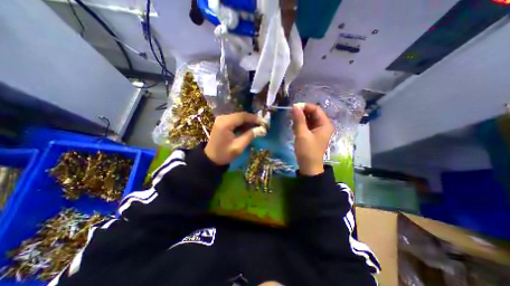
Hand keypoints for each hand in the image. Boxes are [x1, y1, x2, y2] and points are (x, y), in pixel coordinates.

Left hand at [204, 111, 266, 164]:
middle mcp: (222, 118)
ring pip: (238, 117)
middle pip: (241, 115)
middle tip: (262, 125)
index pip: (242, 116)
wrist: (211, 159)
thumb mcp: (238, 147)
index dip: (254, 118)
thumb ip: (250, 136)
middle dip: (252, 120)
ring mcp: (221, 119)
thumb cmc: (224, 154)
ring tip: (257, 127)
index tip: (264, 122)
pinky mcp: (222, 122)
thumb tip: (262, 129)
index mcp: (225, 123)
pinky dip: (242, 123)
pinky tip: (249, 128)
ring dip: (248, 121)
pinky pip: (235, 120)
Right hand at [291, 101, 335, 174]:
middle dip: (302, 113)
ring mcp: (317, 130)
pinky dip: (300, 125)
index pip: (316, 109)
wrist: (308, 167)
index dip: (305, 107)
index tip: (293, 107)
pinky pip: (306, 125)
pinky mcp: (312, 134)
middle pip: (312, 114)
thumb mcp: (302, 134)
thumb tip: (295, 106)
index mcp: (325, 124)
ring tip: (292, 123)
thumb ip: (299, 120)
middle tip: (291, 115)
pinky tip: (294, 128)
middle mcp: (323, 125)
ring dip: (300, 119)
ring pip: (308, 119)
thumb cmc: (307, 151)